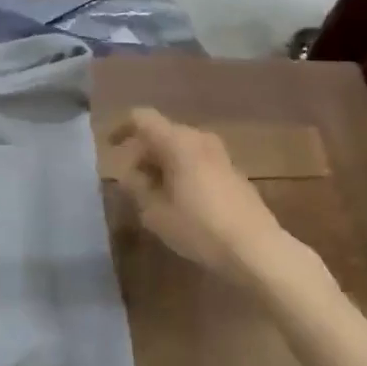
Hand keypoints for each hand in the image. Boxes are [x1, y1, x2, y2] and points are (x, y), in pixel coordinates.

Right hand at [107, 108, 290, 285]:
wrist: (257, 248)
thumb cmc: (200, 228)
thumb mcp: (156, 213)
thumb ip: (136, 188)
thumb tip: (129, 174)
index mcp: (177, 141)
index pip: (142, 118)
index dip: (121, 128)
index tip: (109, 148)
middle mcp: (199, 138)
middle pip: (161, 132)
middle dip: (141, 153)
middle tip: (129, 182)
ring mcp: (219, 153)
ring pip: (179, 146)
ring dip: (161, 163)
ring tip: (151, 194)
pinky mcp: (232, 170)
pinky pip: (196, 159)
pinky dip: (180, 170)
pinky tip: (178, 199)